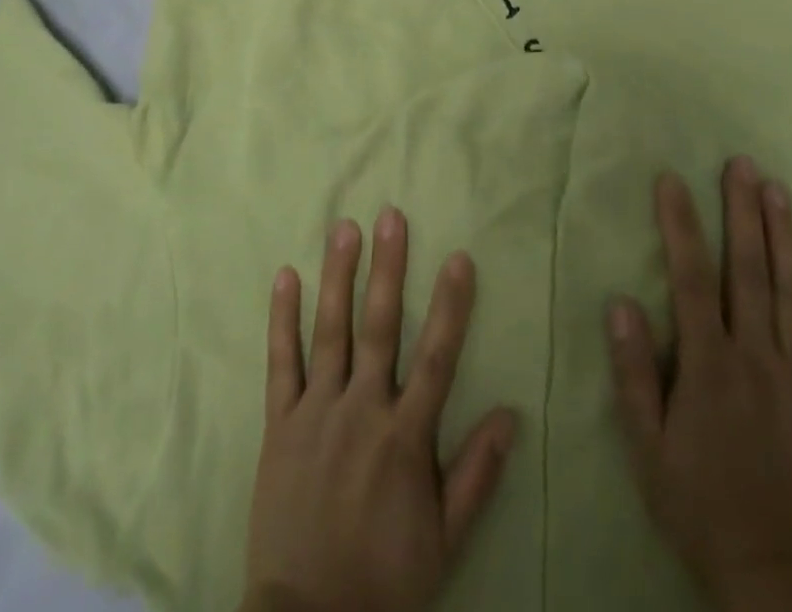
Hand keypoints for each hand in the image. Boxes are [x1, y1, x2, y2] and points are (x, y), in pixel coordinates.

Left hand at [241, 209, 517, 611]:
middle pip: (379, 327)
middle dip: (387, 268)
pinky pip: (280, 362)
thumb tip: (511, 414)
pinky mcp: (280, 423)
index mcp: (405, 437)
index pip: (436, 357)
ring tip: (344, 228)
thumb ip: (477, 474)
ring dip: (338, 276)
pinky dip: (282, 319)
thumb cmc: (385, 578)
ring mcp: (317, 412)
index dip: (450, 305)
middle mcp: (361, 410)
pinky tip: (285, 277)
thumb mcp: (445, 540)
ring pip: (330, 331)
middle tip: (391, 216)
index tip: (458, 257)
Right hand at [608, 161, 791, 611]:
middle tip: (740, 164)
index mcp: (708, 364)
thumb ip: (634, 372)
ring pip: (788, 289)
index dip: (679, 225)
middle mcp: (754, 355)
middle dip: (741, 211)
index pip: (691, 277)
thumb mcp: (647, 446)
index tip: (670, 179)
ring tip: (776, 187)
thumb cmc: (699, 502)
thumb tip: (620, 302)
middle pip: (747, 269)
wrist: (777, 570)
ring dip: (781, 234)